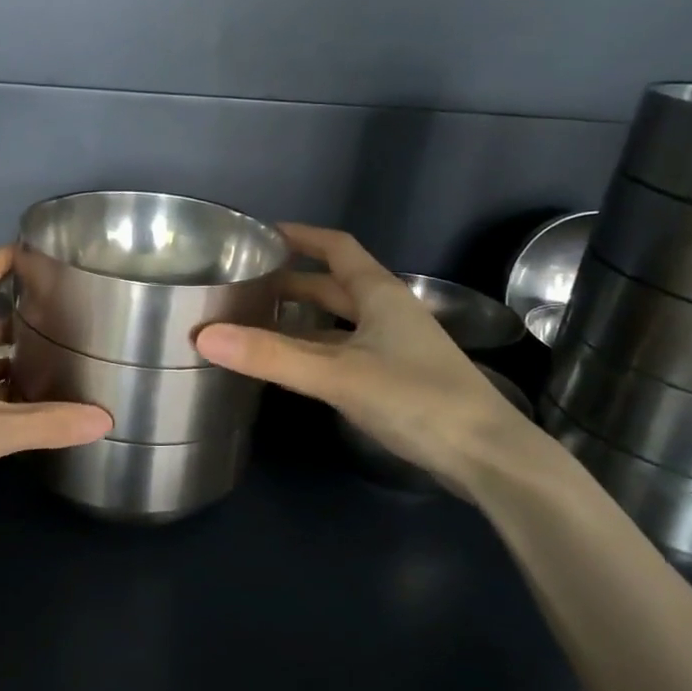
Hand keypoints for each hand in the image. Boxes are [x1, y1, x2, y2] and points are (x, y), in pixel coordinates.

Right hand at [195, 225, 534, 494]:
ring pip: (339, 321)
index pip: (337, 247)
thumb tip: (203, 335)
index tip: (261, 234)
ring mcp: (395, 346)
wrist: (487, 456)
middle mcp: (388, 312)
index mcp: (380, 294)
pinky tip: (292, 365)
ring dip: (302, 317)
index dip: (301, 236)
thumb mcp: (337, 374)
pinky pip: (344, 349)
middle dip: (292, 280)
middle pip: (334, 284)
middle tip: (246, 283)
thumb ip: (271, 356)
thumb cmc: (416, 399)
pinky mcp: (396, 378)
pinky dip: (315, 349)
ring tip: (256, 321)